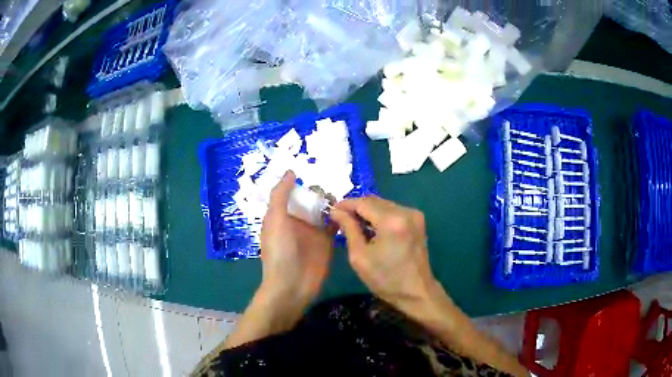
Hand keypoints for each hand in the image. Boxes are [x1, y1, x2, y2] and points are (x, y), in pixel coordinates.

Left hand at [259, 170, 334, 315]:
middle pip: (312, 200)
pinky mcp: (327, 242)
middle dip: (322, 191)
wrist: (292, 285)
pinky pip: (336, 225)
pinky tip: (351, 208)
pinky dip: (342, 217)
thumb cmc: (279, 251)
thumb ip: (280, 195)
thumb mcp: (275, 219)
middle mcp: (299, 221)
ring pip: (325, 211)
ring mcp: (314, 232)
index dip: (304, 183)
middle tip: (340, 180)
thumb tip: (291, 172)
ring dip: (334, 202)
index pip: (294, 193)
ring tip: (347, 192)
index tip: (319, 168)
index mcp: (283, 214)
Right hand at [330, 196, 437, 312]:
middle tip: (340, 217)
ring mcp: (414, 214)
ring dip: (368, 210)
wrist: (417, 292)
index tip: (331, 210)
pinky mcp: (418, 220)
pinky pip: (393, 210)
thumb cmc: (385, 279)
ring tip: (354, 223)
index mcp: (392, 221)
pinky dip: (380, 215)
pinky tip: (372, 227)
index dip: (345, 205)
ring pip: (384, 204)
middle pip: (374, 200)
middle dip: (356, 207)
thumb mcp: (360, 256)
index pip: (363, 203)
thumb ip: (349, 229)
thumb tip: (336, 211)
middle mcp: (405, 212)